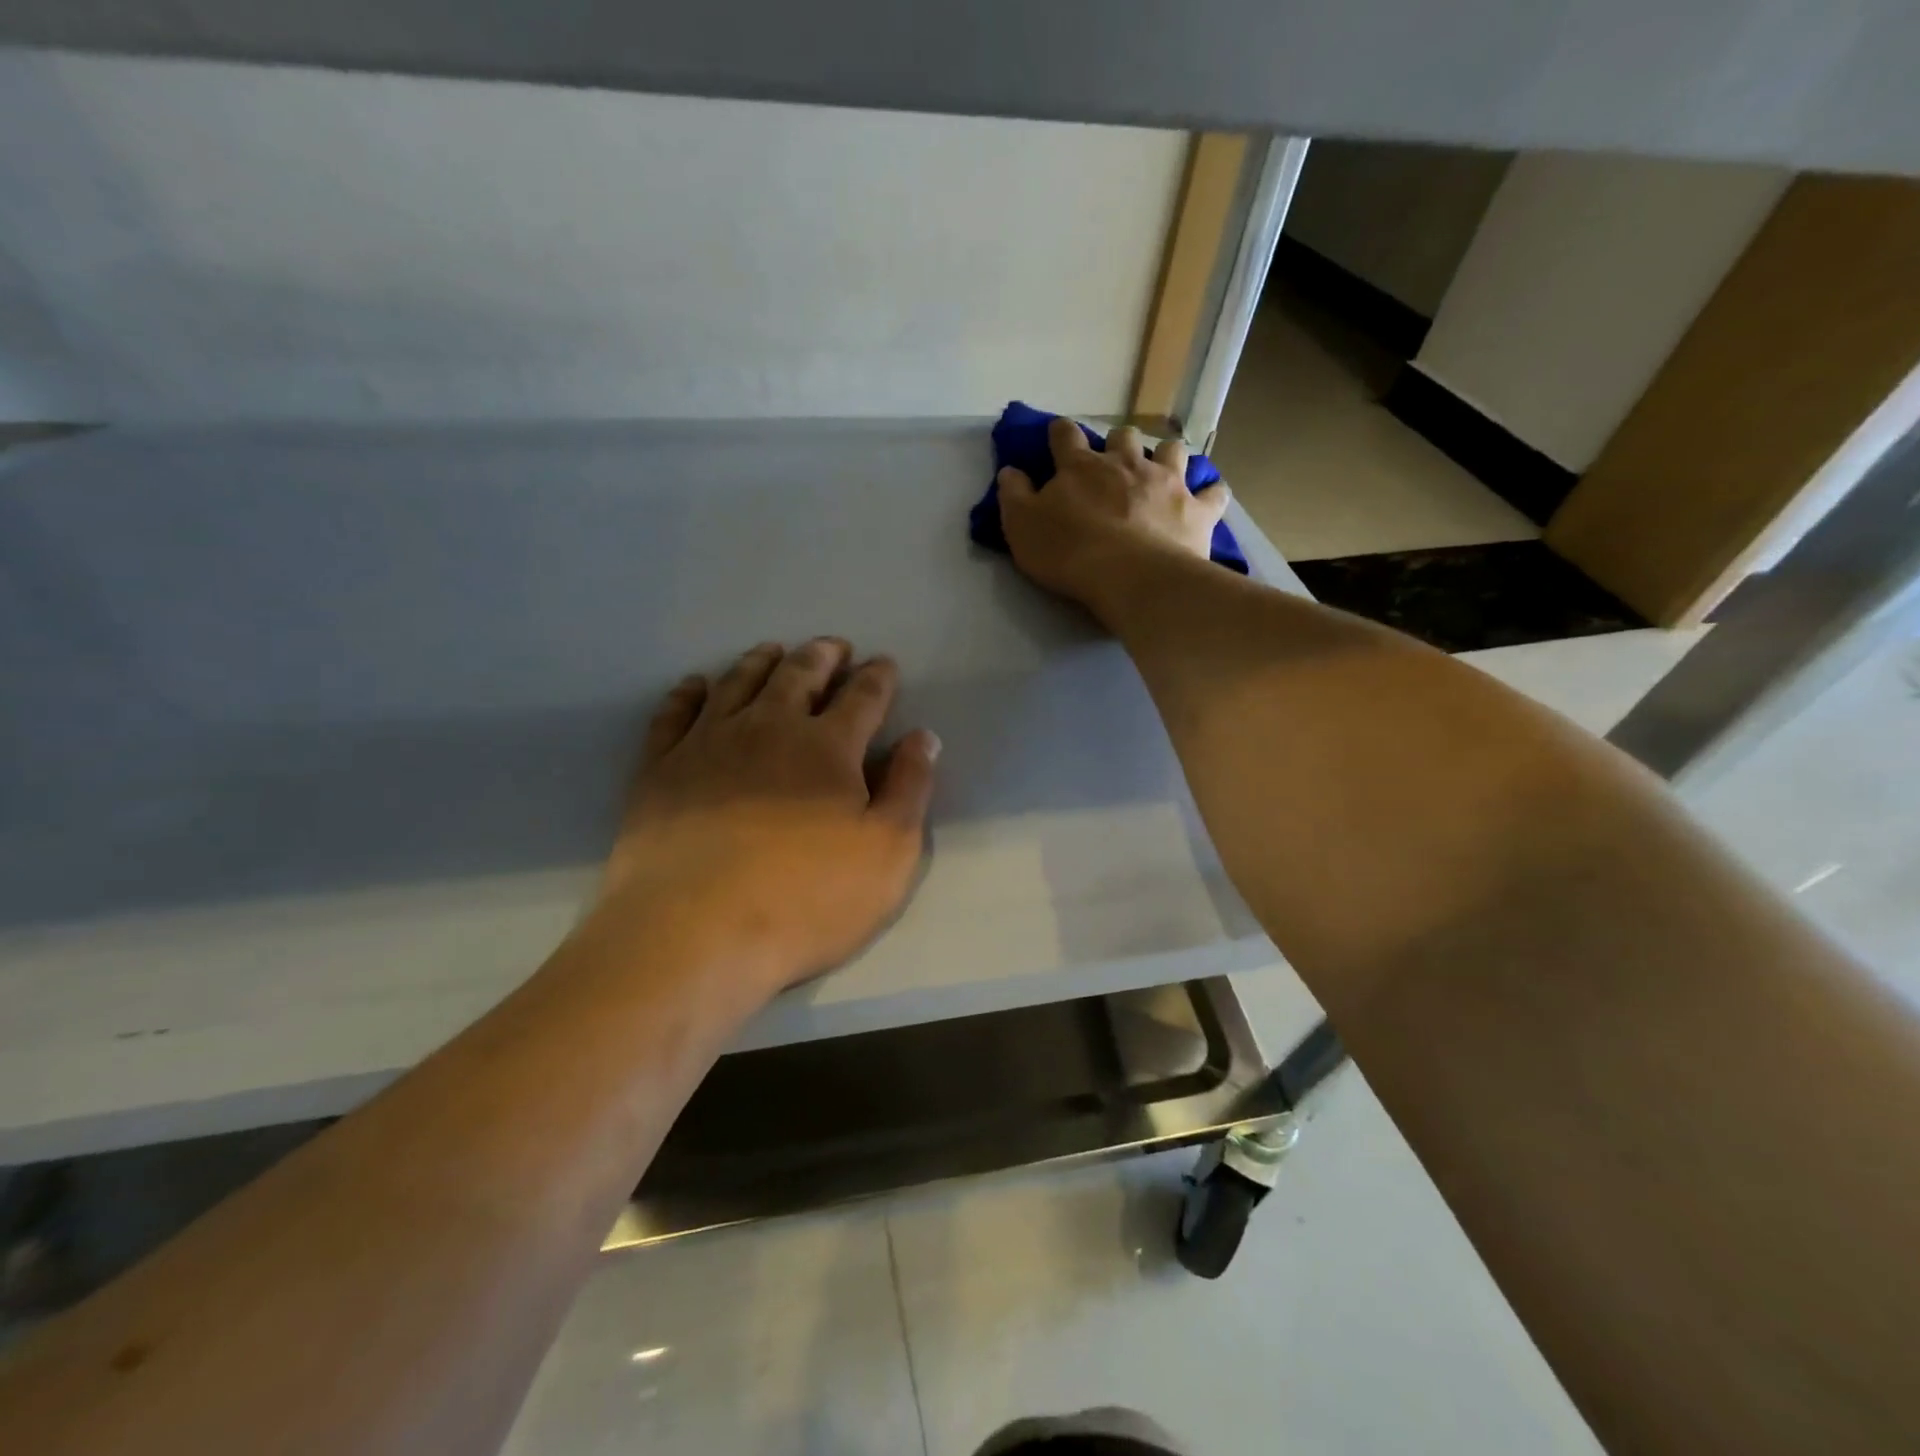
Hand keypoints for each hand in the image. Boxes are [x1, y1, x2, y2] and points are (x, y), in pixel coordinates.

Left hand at [597, 639, 938, 995]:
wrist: (693, 932)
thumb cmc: (805, 898)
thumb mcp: (888, 853)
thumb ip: (909, 788)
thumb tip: (924, 737)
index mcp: (828, 746)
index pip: (862, 697)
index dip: (878, 677)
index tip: (884, 663)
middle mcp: (768, 728)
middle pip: (799, 675)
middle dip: (822, 656)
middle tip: (833, 647)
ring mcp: (708, 743)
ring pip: (739, 683)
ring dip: (761, 662)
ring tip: (774, 651)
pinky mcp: (660, 768)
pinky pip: (674, 714)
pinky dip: (688, 693)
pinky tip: (696, 685)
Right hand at [997, 417, 1229, 617]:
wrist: (1131, 577)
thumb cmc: (1070, 553)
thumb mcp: (1022, 528)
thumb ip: (1014, 496)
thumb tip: (1010, 471)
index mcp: (1081, 466)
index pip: (1065, 434)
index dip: (1059, 434)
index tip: (1057, 439)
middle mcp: (1127, 463)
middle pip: (1124, 436)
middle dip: (1118, 444)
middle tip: (1112, 466)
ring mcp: (1168, 482)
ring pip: (1172, 451)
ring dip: (1165, 457)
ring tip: (1161, 474)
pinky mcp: (1197, 510)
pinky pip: (1213, 493)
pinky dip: (1210, 494)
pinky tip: (1205, 500)